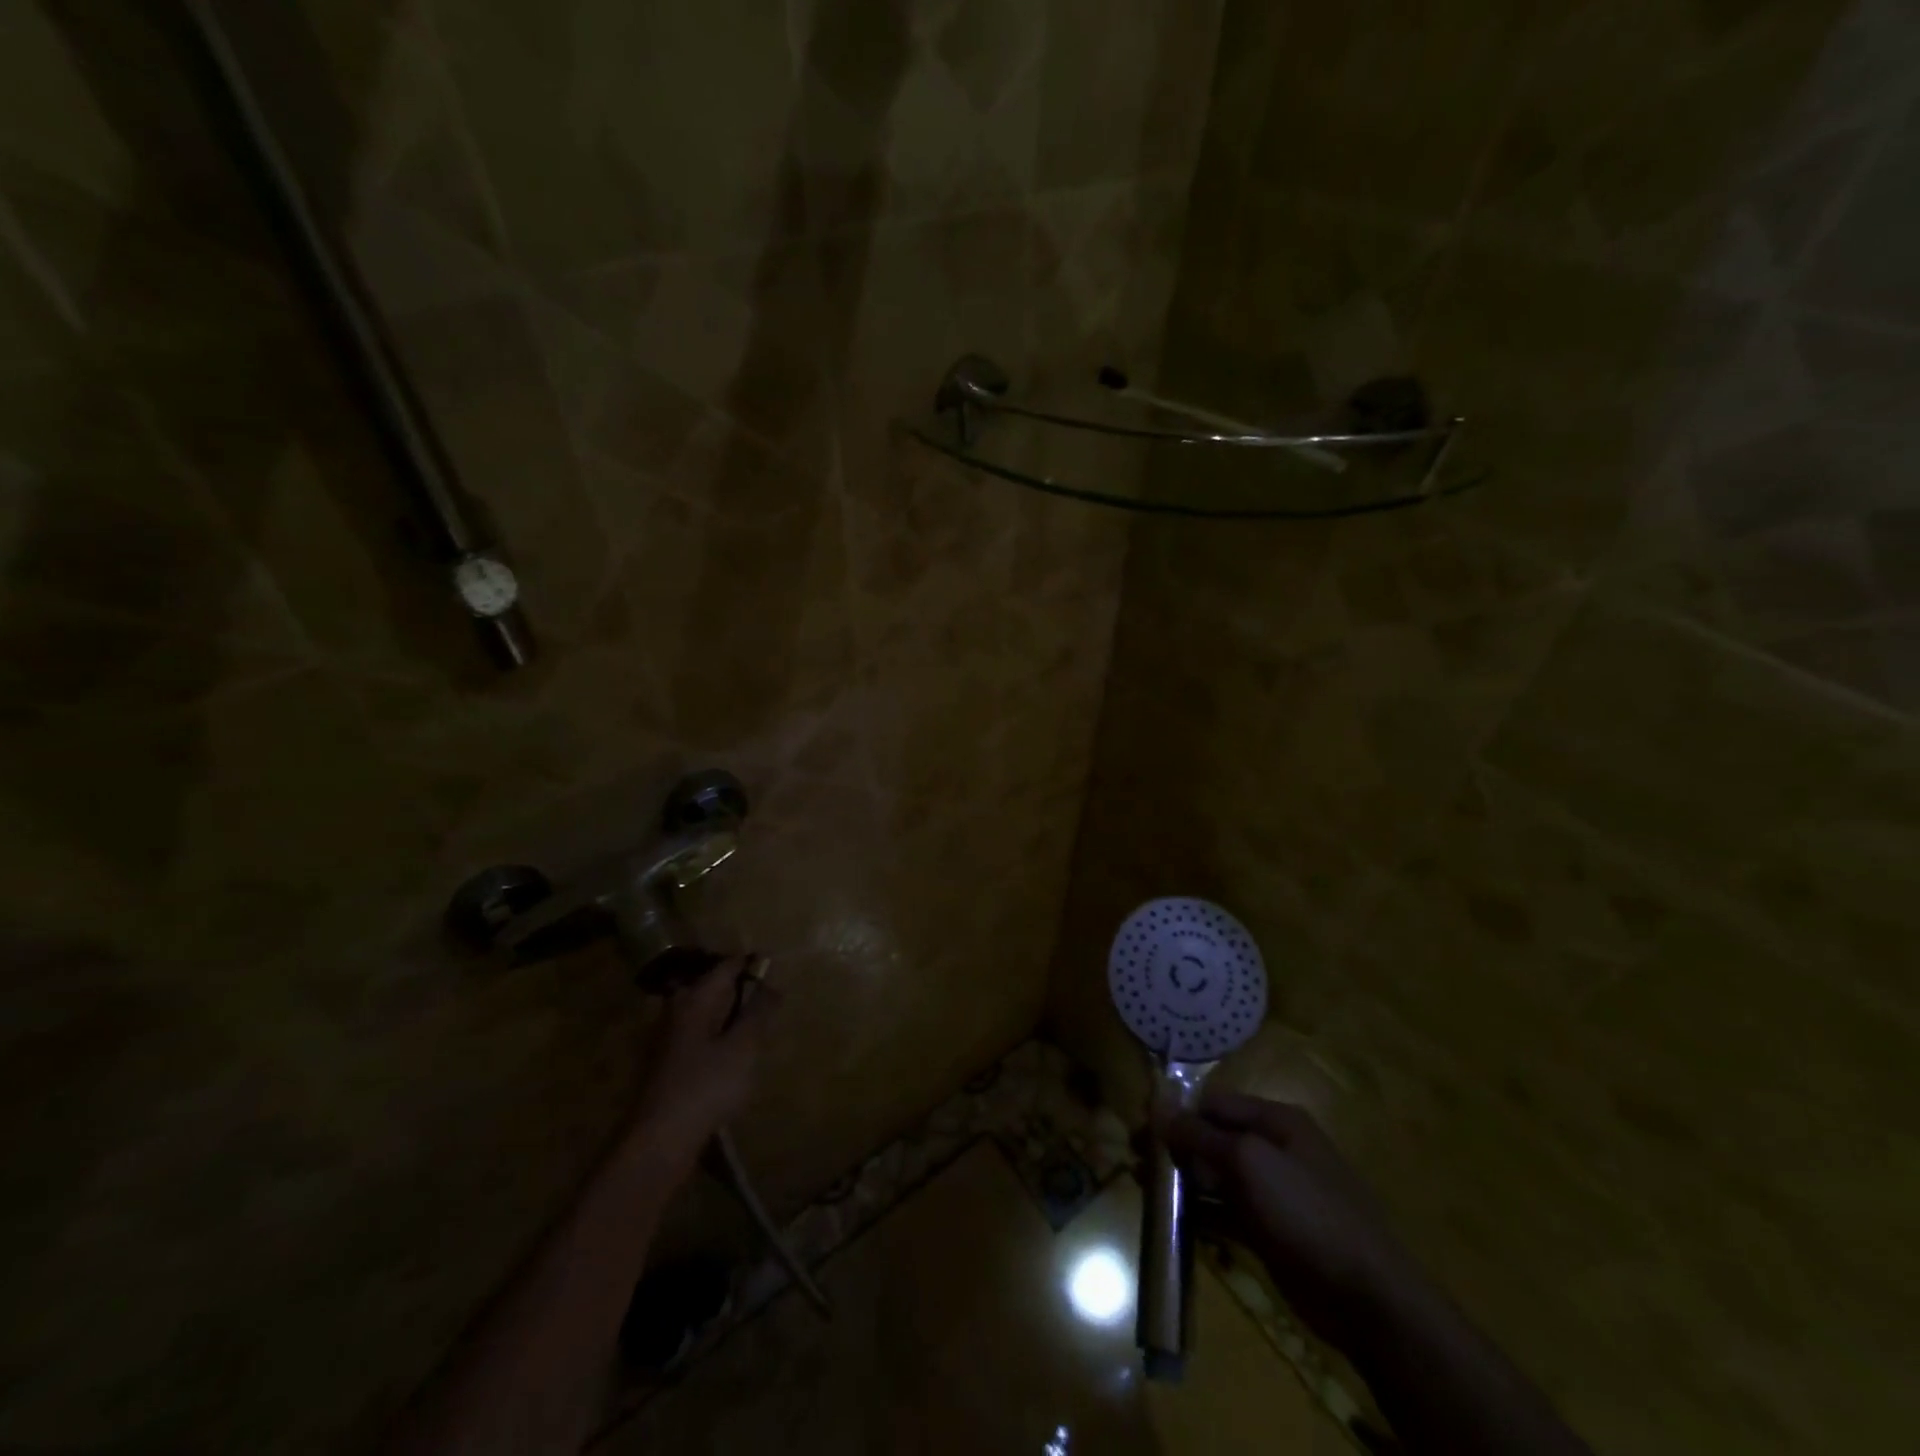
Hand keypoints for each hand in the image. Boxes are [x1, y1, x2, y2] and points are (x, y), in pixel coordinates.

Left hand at [630, 955, 774, 1161]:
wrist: (659, 1141)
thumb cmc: (705, 1086)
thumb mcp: (743, 1047)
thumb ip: (759, 1011)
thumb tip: (773, 981)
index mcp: (695, 999)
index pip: (727, 965)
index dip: (753, 963)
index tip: (777, 966)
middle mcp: (677, 1010)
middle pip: (714, 987)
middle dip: (741, 988)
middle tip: (770, 998)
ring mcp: (668, 1037)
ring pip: (706, 1012)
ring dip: (730, 1014)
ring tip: (757, 1027)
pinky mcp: (667, 1063)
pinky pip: (700, 1034)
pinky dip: (718, 1035)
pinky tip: (733, 1055)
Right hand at [1162, 1090, 1420, 1352]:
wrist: (1368, 1298)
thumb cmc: (1306, 1211)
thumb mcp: (1248, 1162)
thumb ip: (1200, 1135)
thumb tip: (1159, 1109)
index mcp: (1276, 1121)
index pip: (1215, 1103)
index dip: (1179, 1113)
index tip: (1143, 1130)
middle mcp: (1274, 1149)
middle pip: (1214, 1138)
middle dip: (1177, 1148)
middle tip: (1139, 1163)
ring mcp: (1274, 1192)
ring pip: (1218, 1176)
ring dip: (1184, 1181)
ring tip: (1147, 1190)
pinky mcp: (1271, 1231)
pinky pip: (1227, 1211)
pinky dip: (1202, 1213)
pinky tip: (1174, 1221)